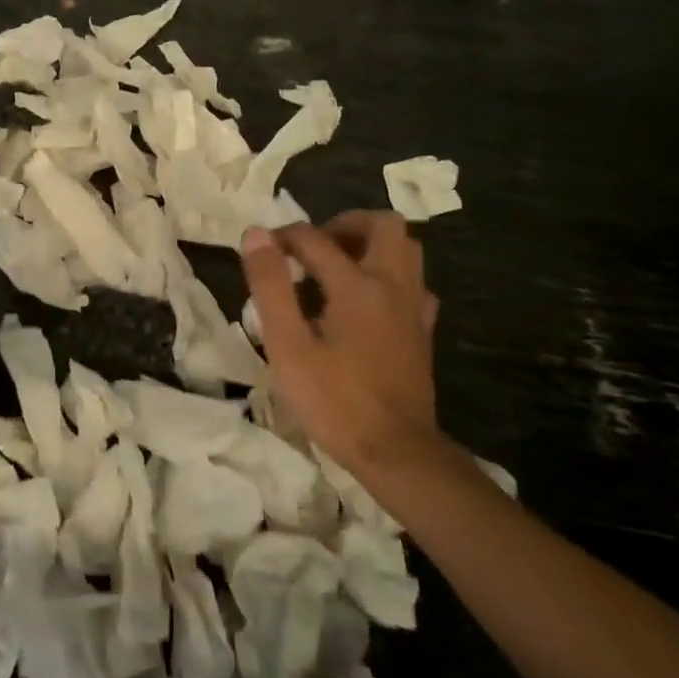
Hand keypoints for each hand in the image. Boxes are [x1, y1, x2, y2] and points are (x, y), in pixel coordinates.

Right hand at [240, 211, 439, 476]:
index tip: (260, 252)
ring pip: (405, 249)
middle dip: (343, 224)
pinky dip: (386, 275)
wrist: (396, 453)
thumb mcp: (287, 345)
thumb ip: (271, 285)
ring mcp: (414, 307)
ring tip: (334, 268)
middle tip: (312, 249)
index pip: (314, 238)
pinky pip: (411, 282)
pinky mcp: (422, 330)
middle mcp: (392, 285)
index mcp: (357, 285)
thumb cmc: (334, 400)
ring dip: (369, 245)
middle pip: (381, 225)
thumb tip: (256, 234)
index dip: (282, 237)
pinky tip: (362, 301)